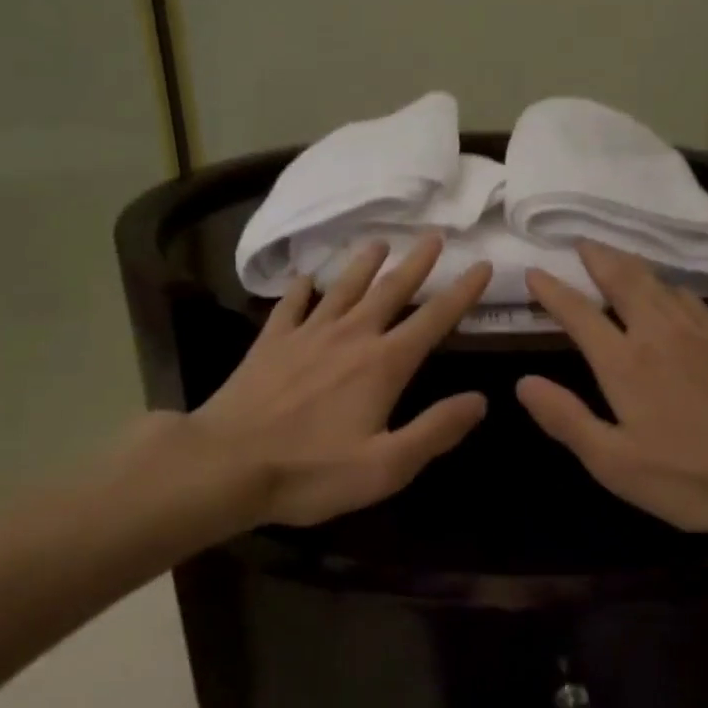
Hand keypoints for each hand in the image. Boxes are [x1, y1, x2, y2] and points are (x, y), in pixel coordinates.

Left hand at [176, 234, 491, 529]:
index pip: (433, 319)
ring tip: (379, 241)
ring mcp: (306, 335)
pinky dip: (301, 288)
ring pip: (343, 288)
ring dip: (365, 264)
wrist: (225, 465)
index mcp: (383, 364)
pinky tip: (305, 277)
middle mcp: (350, 337)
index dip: (462, 292)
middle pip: (390, 291)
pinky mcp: (270, 343)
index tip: (482, 265)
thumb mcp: (387, 466)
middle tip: (434, 236)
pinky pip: (290, 306)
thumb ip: (436, 431)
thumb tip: (480, 401)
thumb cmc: (311, 472)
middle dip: (417, 263)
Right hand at [516, 243, 707, 556]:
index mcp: (624, 362)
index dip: (553, 290)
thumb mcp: (613, 463)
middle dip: (597, 257)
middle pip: (623, 279)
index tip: (534, 271)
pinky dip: (668, 282)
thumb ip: (566, 418)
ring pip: (657, 281)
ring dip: (630, 263)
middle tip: (580, 241)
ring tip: (614, 255)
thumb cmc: (688, 477)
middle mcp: (658, 334)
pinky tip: (670, 288)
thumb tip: (523, 382)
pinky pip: (689, 296)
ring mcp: (697, 333)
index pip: (579, 313)